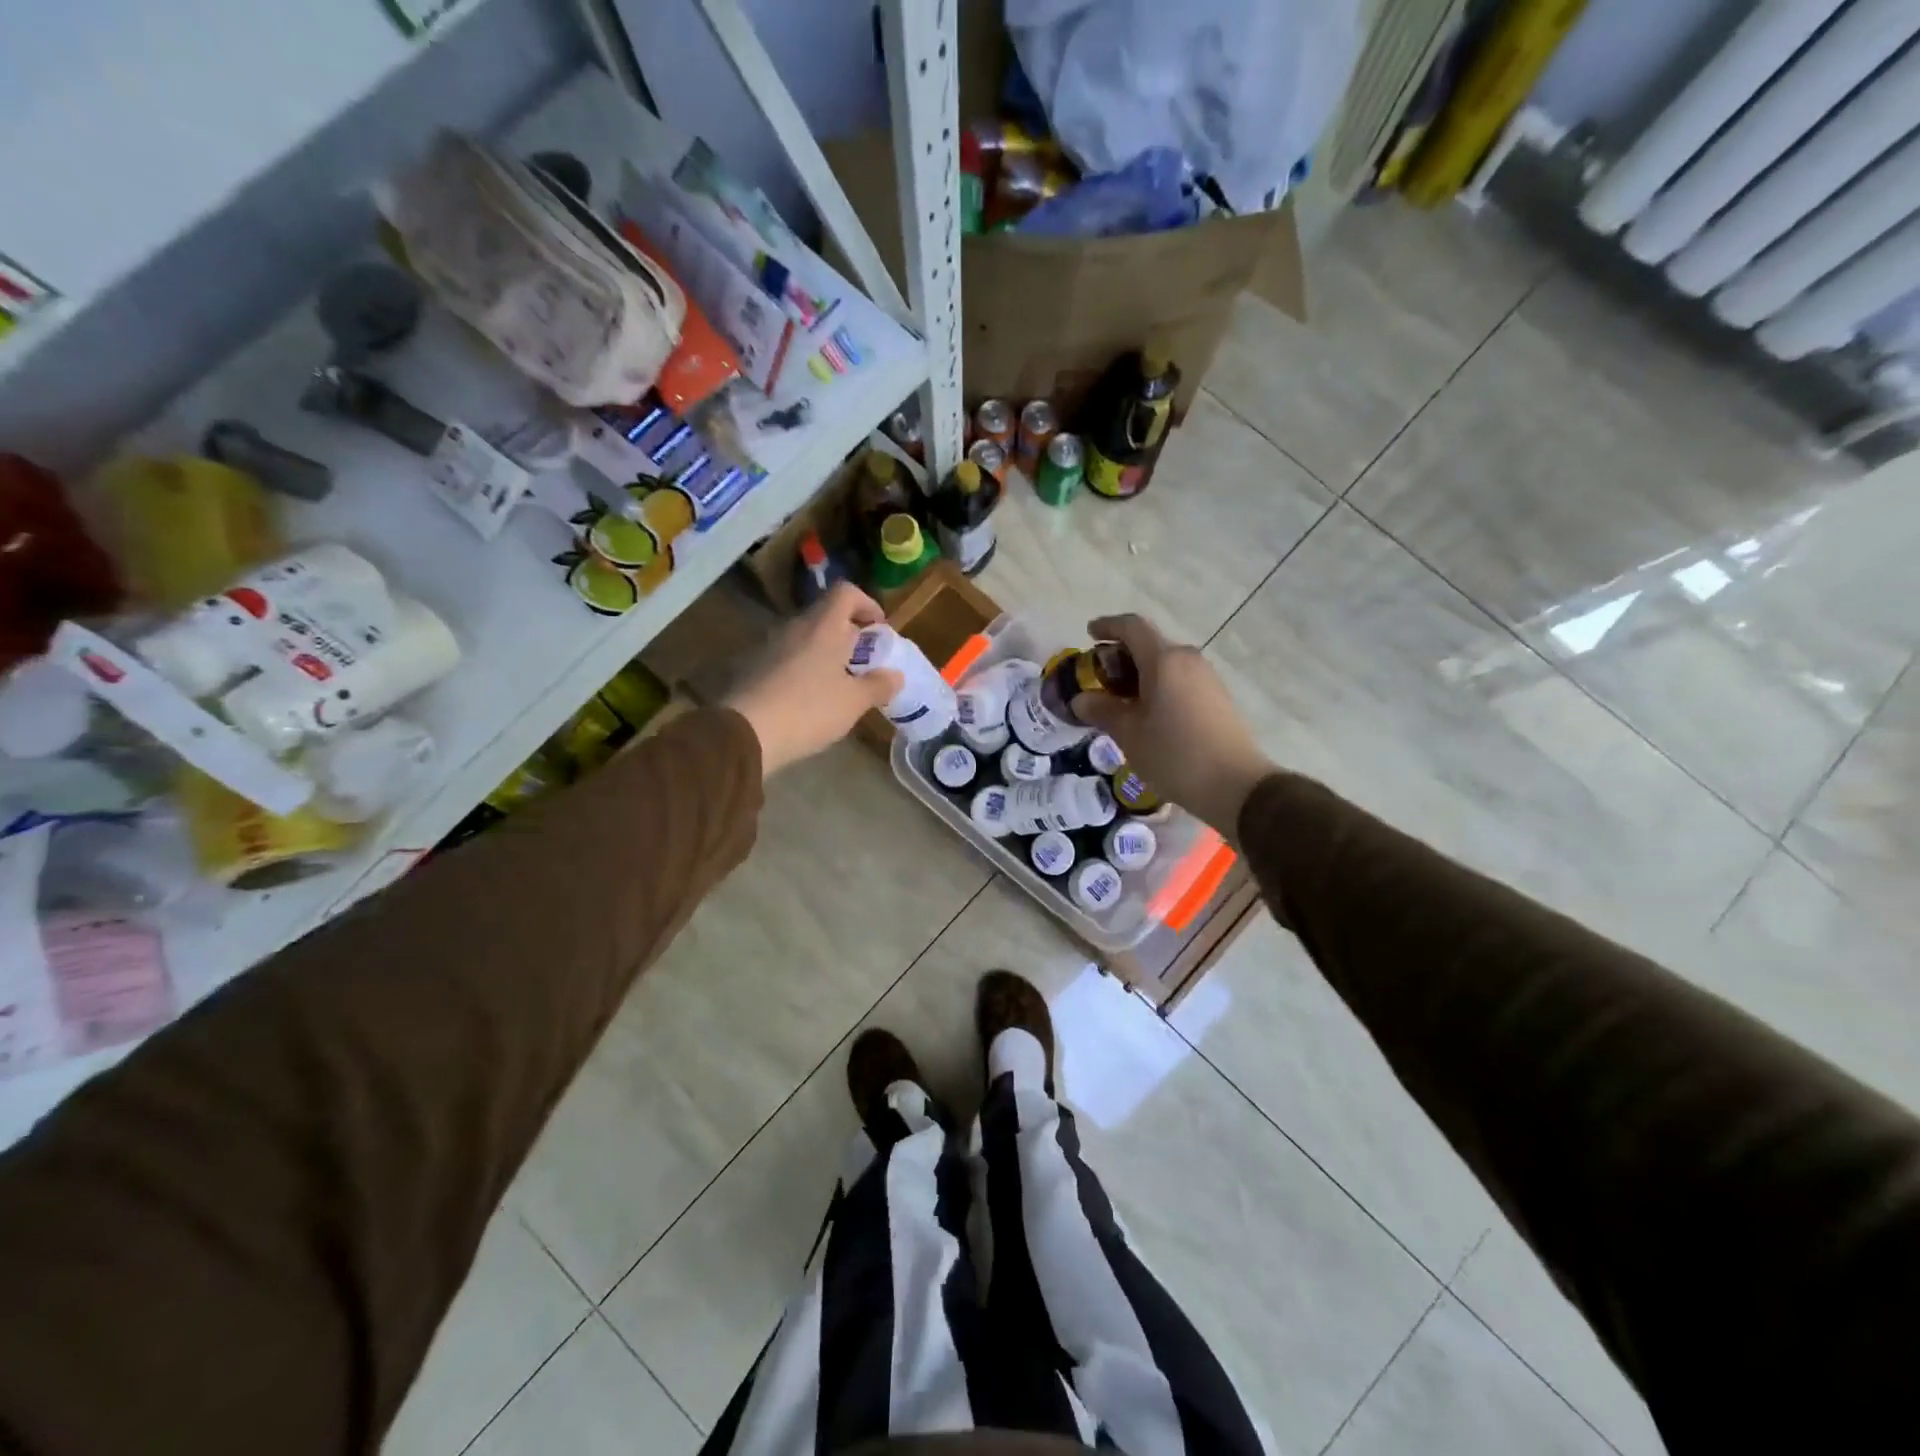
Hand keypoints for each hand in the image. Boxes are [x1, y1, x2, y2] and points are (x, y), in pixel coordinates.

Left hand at [726, 582, 902, 776]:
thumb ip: (878, 685)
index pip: (846, 592)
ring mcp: (769, 646)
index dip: (867, 604)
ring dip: (825, 653)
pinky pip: (787, 658)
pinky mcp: (753, 668)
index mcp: (823, 626)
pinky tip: (809, 699)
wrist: (745, 733)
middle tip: (864, 663)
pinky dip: (804, 669)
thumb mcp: (854, 702)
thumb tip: (895, 675)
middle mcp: (794, 627)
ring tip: (839, 685)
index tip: (879, 628)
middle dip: (849, 634)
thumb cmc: (809, 710)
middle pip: (826, 616)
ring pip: (805, 639)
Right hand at [1070, 614, 1274, 839]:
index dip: (1107, 626)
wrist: (1235, 785)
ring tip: (1121, 701)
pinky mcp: (1217, 696)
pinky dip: (1158, 685)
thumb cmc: (1174, 755)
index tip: (1089, 634)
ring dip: (1140, 673)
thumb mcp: (1129, 734)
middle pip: (1149, 644)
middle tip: (1099, 679)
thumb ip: (1102, 711)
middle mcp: (1187, 659)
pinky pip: (1180, 679)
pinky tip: (1148, 713)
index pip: (1131, 627)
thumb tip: (1080, 700)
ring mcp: (1206, 677)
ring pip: (1165, 663)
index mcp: (1164, 661)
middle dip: (1121, 655)